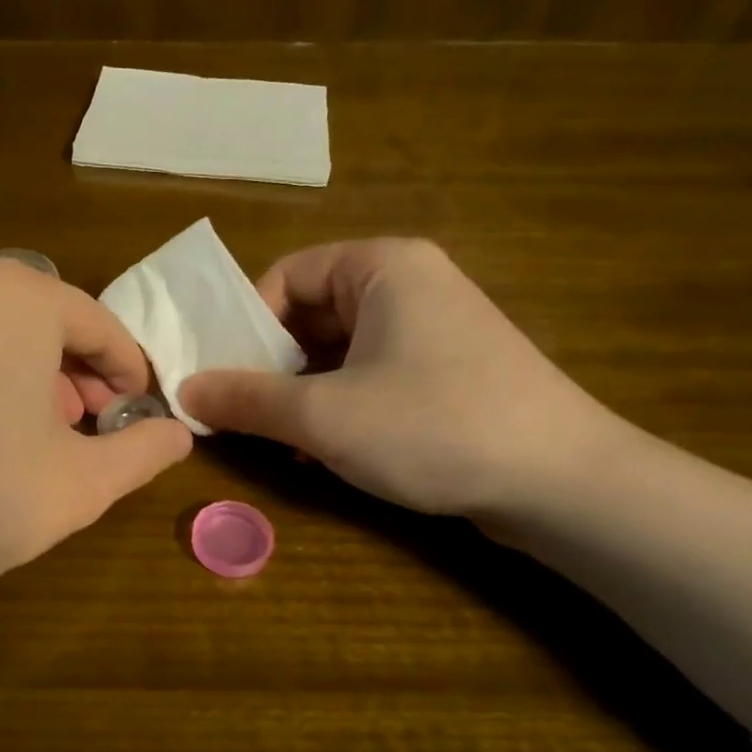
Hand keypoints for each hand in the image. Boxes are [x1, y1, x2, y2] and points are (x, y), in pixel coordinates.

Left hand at [0, 260, 190, 751]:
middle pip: (57, 327)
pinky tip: (0, 435)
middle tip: (100, 433)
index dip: (132, 376)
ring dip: (47, 382)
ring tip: (55, 439)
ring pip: (14, 338)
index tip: (144, 418)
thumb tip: (179, 434)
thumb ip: (144, 451)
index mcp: (24, 296)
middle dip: (88, 379)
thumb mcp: (84, 481)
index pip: (103, 328)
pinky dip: (3, 381)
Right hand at [179, 239, 617, 521]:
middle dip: (269, 365)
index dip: (244, 323)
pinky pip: (371, 376)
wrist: (565, 484)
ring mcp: (433, 330)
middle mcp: (409, 285)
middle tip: (237, 410)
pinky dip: (337, 407)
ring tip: (272, 437)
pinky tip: (318, 452)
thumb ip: (246, 399)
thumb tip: (186, 389)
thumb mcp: (323, 415)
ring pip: (338, 351)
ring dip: (299, 393)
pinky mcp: (448, 373)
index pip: (286, 276)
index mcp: (382, 267)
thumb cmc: (433, 426)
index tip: (219, 373)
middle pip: (310, 313)